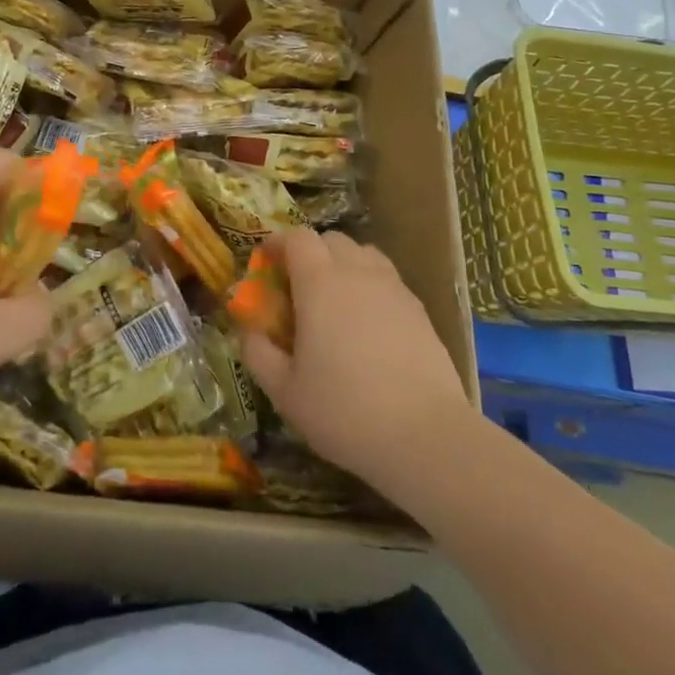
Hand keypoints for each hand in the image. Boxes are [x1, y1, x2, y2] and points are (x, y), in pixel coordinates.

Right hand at [238, 228, 469, 493]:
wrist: (426, 437)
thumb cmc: (344, 411)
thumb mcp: (285, 392)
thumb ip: (258, 353)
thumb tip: (248, 329)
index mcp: (319, 283)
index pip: (297, 238)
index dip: (278, 244)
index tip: (266, 263)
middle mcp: (357, 273)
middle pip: (332, 240)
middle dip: (310, 252)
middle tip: (298, 287)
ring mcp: (394, 288)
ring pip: (364, 254)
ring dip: (344, 264)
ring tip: (336, 300)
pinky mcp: (419, 310)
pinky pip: (387, 279)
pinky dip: (371, 286)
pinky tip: (368, 324)